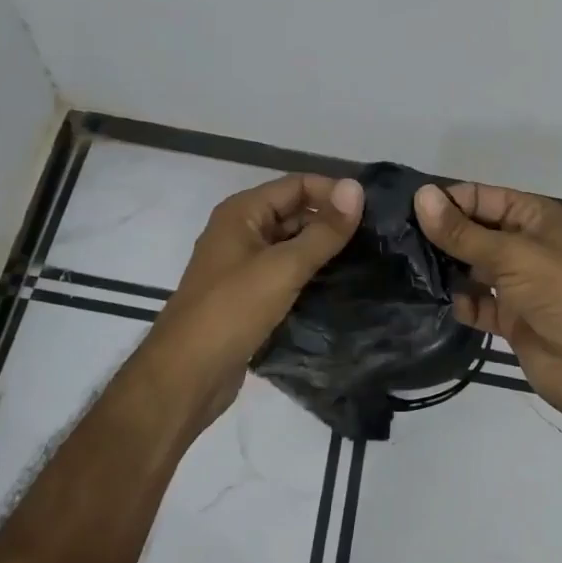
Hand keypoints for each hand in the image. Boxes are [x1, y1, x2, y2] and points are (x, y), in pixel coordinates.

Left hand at [147, 173, 364, 433]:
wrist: (185, 377)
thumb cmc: (231, 311)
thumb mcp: (283, 267)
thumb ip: (323, 230)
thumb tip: (356, 188)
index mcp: (242, 212)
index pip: (297, 185)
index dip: (333, 193)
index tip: (372, 212)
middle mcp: (241, 231)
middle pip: (295, 213)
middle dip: (331, 223)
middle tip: (375, 239)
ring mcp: (243, 266)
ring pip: (292, 246)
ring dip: (324, 251)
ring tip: (367, 262)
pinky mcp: (249, 297)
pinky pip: (286, 275)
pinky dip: (310, 277)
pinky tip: (341, 288)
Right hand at [414, 182, 561, 429]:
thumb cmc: (561, 294)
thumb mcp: (510, 255)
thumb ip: (462, 232)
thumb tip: (421, 196)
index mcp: (533, 217)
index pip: (481, 197)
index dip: (447, 202)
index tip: (405, 212)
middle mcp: (524, 244)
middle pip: (473, 231)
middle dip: (441, 235)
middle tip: (396, 241)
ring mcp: (517, 283)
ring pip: (471, 267)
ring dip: (445, 269)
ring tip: (404, 269)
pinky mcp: (509, 317)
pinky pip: (476, 302)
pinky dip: (459, 302)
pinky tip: (433, 301)